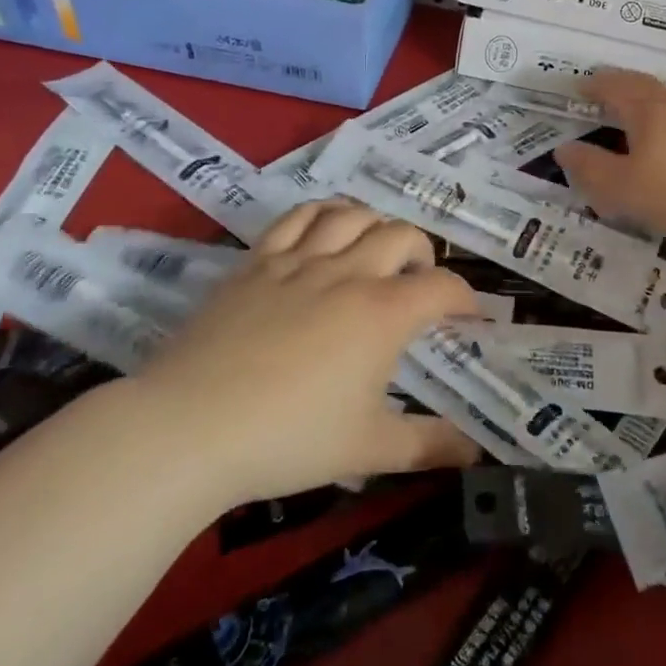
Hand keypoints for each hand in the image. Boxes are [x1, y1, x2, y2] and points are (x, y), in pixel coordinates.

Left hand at [131, 200, 481, 508]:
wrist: (191, 427)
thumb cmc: (290, 438)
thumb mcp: (369, 449)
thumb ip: (428, 446)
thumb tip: (475, 452)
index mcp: (383, 313)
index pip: (442, 287)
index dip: (464, 298)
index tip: (468, 317)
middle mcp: (349, 273)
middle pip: (402, 235)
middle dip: (423, 254)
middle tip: (419, 283)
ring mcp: (300, 261)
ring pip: (352, 214)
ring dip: (376, 225)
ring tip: (376, 249)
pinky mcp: (257, 261)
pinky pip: (297, 217)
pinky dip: (322, 214)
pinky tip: (325, 230)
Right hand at [553, 70, 665, 247]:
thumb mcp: (621, 186)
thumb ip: (590, 167)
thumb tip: (564, 149)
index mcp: (647, 109)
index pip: (615, 87)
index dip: (595, 85)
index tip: (579, 87)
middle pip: (644, 86)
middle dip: (621, 86)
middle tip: (604, 91)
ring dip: (647, 99)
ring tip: (635, 110)